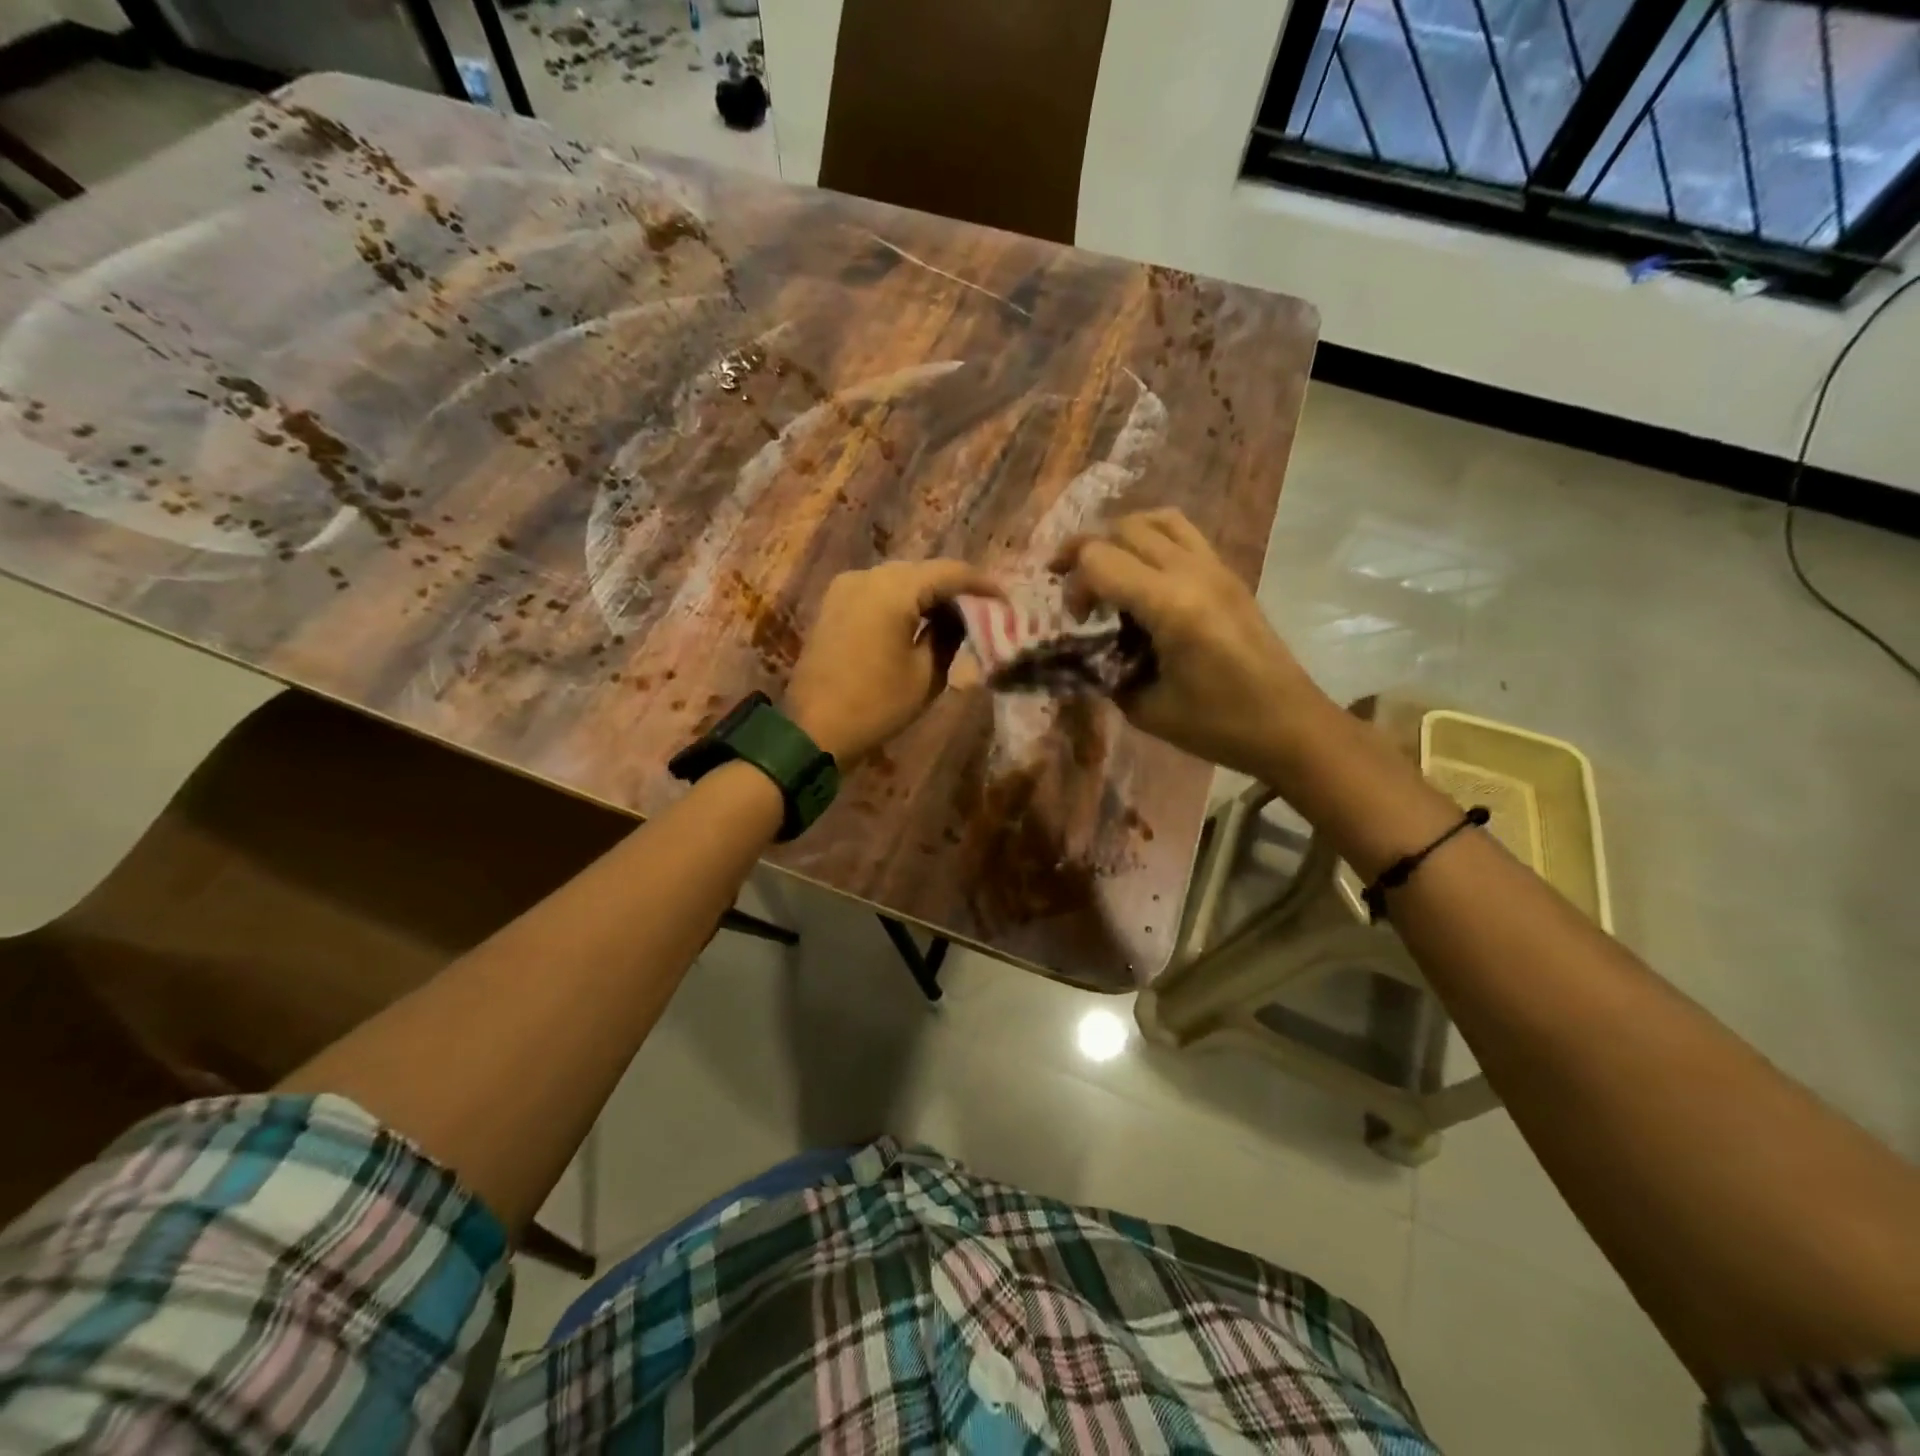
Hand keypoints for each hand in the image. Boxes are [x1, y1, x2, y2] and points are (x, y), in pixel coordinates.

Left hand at [785, 560, 1000, 764]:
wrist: (812, 730)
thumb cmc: (876, 705)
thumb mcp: (926, 674)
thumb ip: (949, 635)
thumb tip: (959, 615)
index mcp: (893, 589)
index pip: (950, 572)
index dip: (983, 584)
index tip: (1005, 602)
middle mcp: (867, 576)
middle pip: (923, 571)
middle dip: (954, 589)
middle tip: (982, 612)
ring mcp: (845, 587)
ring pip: (900, 580)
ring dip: (927, 595)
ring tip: (954, 619)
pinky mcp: (833, 604)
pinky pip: (878, 592)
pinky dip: (902, 602)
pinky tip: (919, 623)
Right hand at [1052, 509, 1330, 776]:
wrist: (1289, 725)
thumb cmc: (1218, 725)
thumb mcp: (1145, 708)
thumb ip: (1106, 672)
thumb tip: (1085, 653)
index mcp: (1171, 605)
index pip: (1100, 559)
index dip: (1074, 584)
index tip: (1077, 621)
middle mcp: (1193, 572)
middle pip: (1124, 528)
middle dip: (1087, 552)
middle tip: (1076, 592)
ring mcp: (1216, 567)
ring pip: (1157, 519)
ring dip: (1122, 537)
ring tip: (1107, 570)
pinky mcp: (1228, 574)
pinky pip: (1183, 533)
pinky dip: (1152, 541)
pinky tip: (1142, 578)